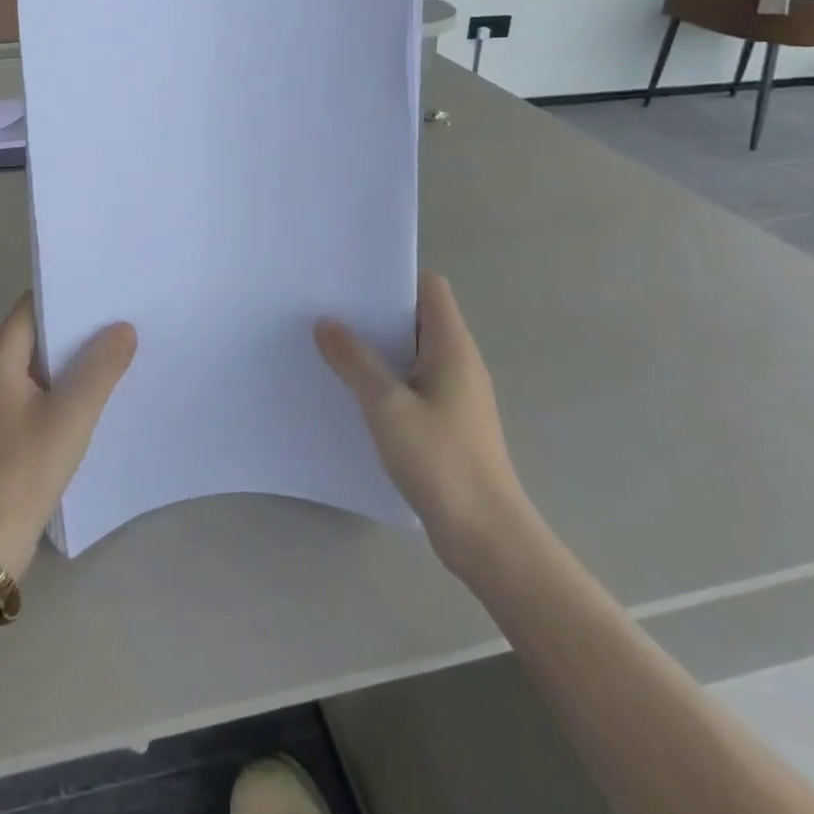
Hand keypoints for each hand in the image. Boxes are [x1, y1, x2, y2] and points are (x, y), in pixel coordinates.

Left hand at [0, 295, 135, 576]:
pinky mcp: (2, 428)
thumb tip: (123, 328)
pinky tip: (97, 393)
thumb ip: (100, 368)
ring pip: (39, 364)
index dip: (69, 295)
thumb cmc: (25, 470)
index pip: (33, 306)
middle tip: (123, 320)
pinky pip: (37, 392)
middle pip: (36, 333)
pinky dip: (64, 386)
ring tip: (119, 350)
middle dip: (77, 327)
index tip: (108, 292)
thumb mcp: (71, 415)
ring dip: (73, 359)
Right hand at [315, 273, 524, 568]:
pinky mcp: (448, 423)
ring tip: (331, 347)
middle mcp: (459, 363)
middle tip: (329, 310)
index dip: (395, 278)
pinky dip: (386, 380)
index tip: (353, 281)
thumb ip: (354, 361)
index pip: (430, 288)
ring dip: (378, 349)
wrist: (486, 536)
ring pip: (413, 354)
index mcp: (452, 347)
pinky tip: (353, 393)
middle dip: (376, 313)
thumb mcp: (386, 406)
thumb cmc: (440, 460)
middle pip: (418, 318)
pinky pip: (412, 385)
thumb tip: (326, 322)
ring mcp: (455, 395)